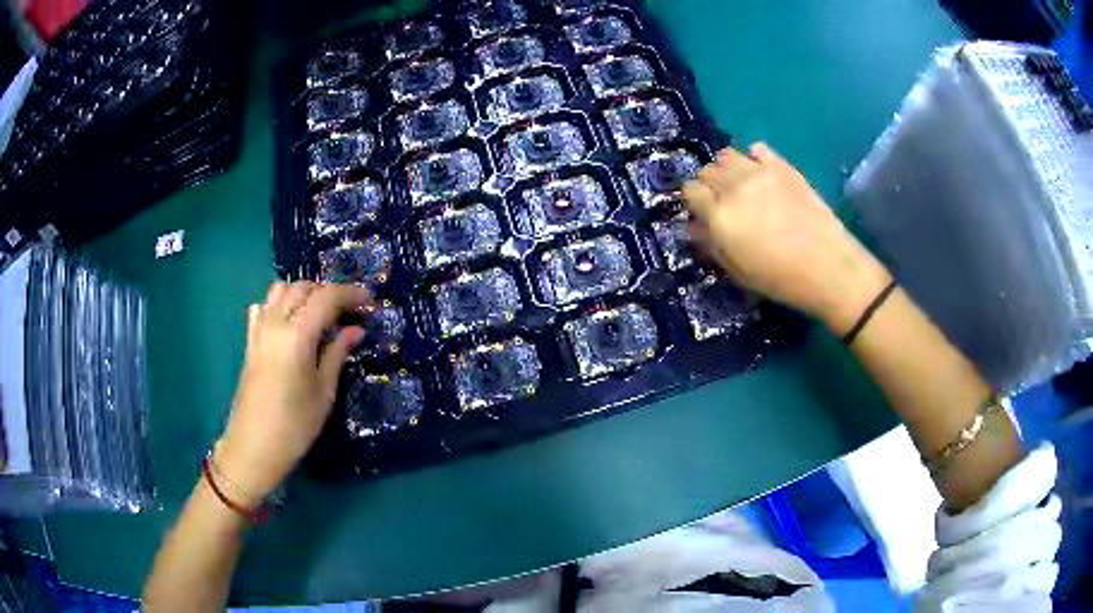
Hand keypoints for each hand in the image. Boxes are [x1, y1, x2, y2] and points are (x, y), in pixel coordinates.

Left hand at [215, 281, 374, 505]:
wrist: (254, 446)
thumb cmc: (295, 425)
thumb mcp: (324, 392)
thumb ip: (338, 353)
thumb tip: (355, 329)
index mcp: (297, 334)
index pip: (326, 297)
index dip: (350, 294)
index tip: (370, 302)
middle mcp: (275, 322)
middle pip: (303, 288)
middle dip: (329, 292)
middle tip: (349, 311)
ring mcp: (259, 329)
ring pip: (281, 290)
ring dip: (304, 293)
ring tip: (321, 313)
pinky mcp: (250, 340)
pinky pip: (264, 306)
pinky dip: (280, 304)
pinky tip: (290, 322)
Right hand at [682, 143, 890, 333]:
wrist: (827, 266)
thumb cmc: (779, 278)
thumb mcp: (737, 271)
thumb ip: (711, 244)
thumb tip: (695, 226)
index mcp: (719, 216)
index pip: (690, 190)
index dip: (694, 201)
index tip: (704, 212)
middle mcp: (734, 187)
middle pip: (707, 170)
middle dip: (710, 184)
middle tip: (723, 201)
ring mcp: (759, 172)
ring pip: (727, 155)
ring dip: (728, 169)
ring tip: (741, 185)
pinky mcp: (782, 166)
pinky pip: (757, 148)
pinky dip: (754, 158)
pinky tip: (763, 175)